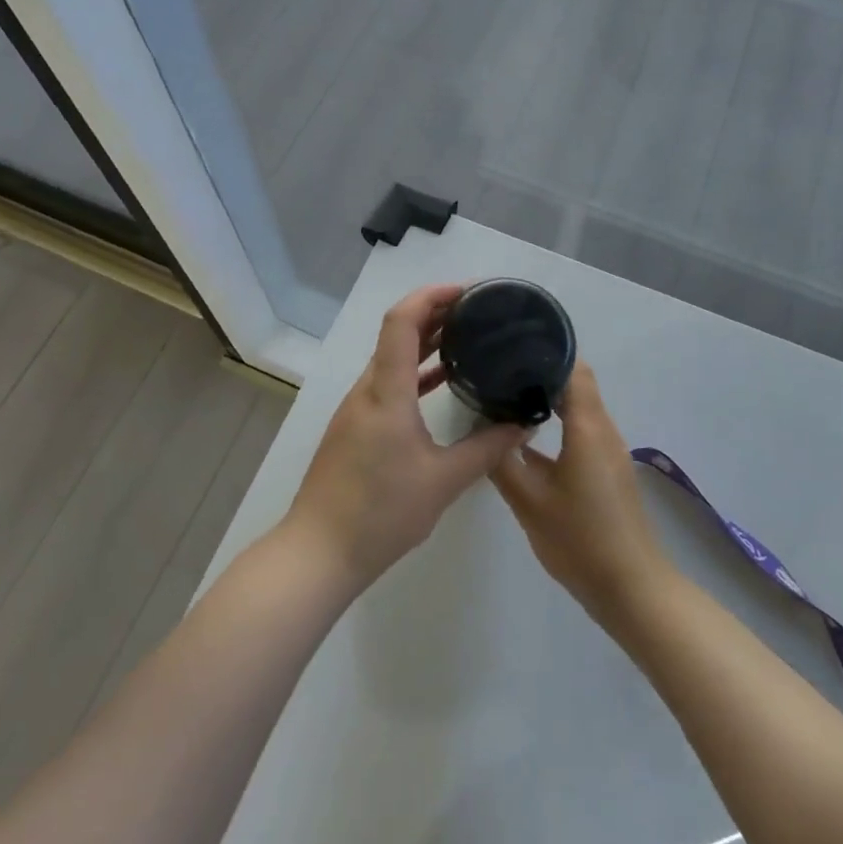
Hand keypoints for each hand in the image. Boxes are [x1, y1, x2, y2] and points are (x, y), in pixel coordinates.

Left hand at [282, 284, 530, 594]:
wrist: (320, 551)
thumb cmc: (381, 513)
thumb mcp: (444, 481)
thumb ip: (486, 449)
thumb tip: (523, 423)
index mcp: (386, 391)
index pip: (401, 321)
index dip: (431, 296)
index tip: (467, 292)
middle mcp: (368, 388)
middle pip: (397, 332)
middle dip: (435, 312)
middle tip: (478, 310)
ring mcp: (358, 407)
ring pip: (392, 357)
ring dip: (425, 341)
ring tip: (466, 336)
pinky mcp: (356, 426)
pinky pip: (388, 382)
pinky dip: (414, 371)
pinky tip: (442, 381)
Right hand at [489, 363, 672, 629]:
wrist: (631, 590)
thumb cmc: (581, 540)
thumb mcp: (529, 501)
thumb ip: (502, 460)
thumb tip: (482, 425)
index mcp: (588, 427)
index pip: (572, 367)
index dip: (545, 350)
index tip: (510, 344)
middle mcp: (602, 430)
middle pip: (575, 382)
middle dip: (540, 369)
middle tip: (499, 366)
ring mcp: (607, 451)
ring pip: (578, 407)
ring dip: (547, 396)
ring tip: (505, 392)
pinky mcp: (605, 471)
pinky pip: (580, 430)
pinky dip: (556, 422)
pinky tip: (524, 436)